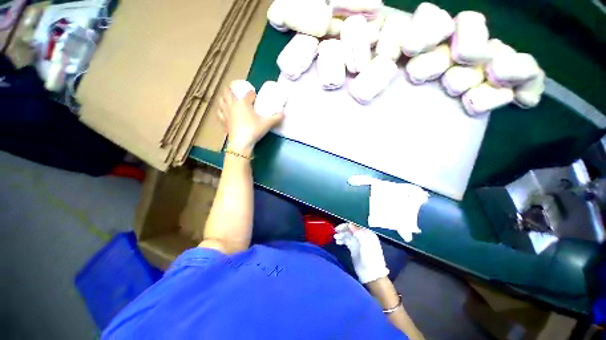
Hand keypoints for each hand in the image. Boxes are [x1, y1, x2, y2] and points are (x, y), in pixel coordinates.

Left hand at [218, 84, 284, 155]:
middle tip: (239, 92)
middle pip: (229, 91)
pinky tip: (223, 111)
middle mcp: (232, 105)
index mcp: (243, 102)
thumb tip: (284, 113)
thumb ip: (276, 118)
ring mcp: (226, 112)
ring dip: (225, 97)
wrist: (241, 143)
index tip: (255, 96)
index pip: (247, 93)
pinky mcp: (223, 121)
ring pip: (221, 100)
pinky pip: (219, 112)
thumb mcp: (267, 123)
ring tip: (229, 98)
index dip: (252, 93)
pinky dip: (221, 109)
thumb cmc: (253, 130)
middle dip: (233, 89)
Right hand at [334, 223, 388, 283]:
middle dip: (342, 231)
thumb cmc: (370, 259)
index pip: (354, 226)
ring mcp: (358, 243)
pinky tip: (338, 242)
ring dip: (341, 236)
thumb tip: (349, 224)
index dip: (346, 226)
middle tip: (335, 234)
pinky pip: (347, 241)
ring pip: (347, 236)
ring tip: (335, 238)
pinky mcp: (354, 249)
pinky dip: (342, 240)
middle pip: (350, 231)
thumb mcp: (365, 244)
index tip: (337, 229)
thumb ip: (358, 233)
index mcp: (367, 234)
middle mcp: (362, 237)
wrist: (372, 275)